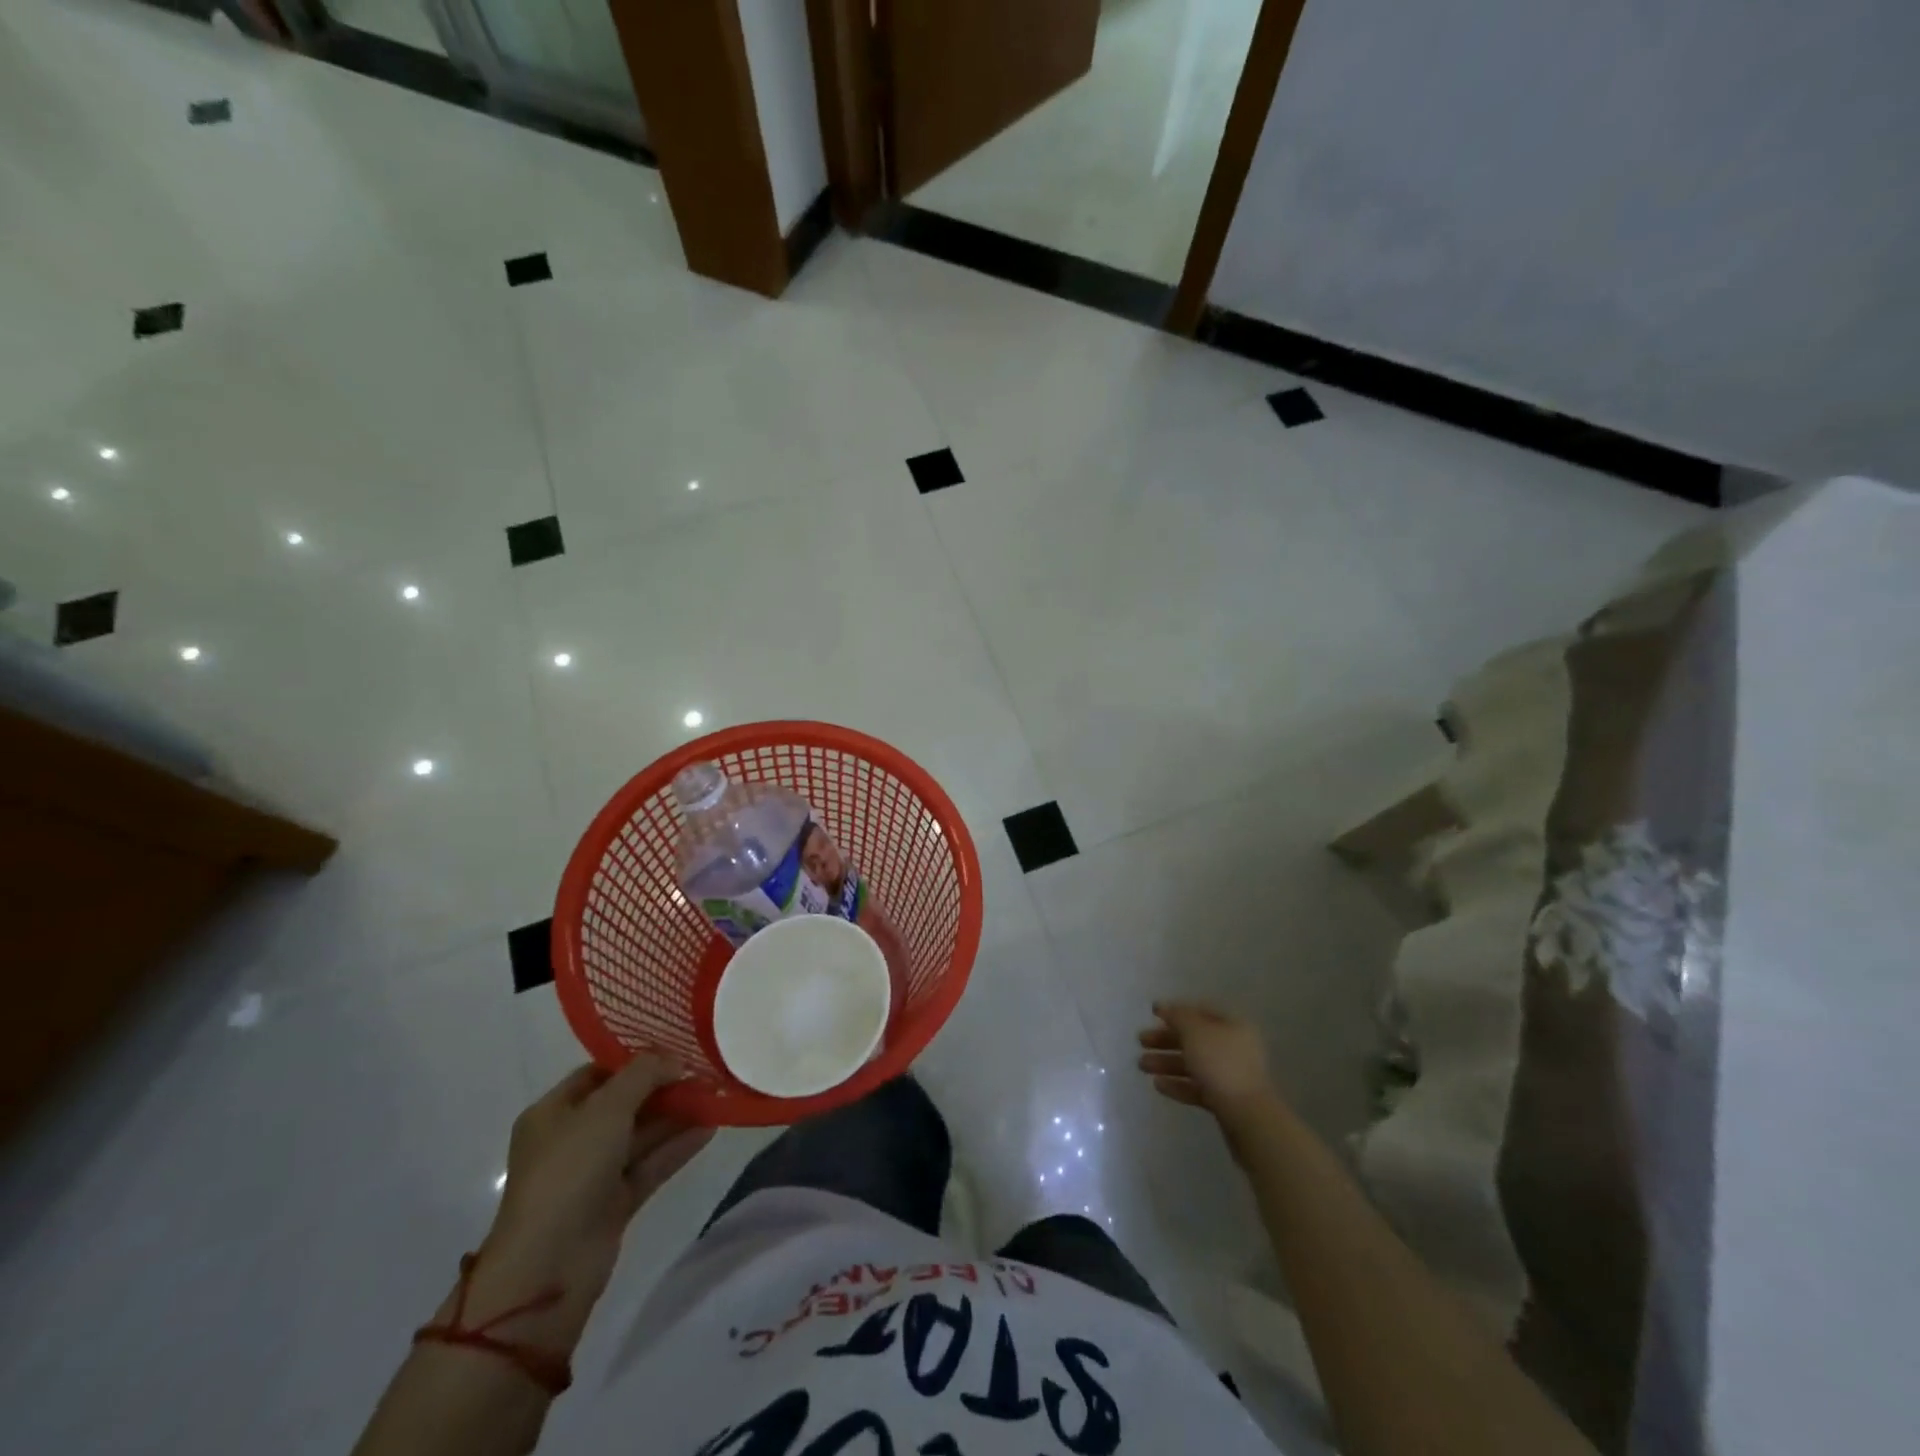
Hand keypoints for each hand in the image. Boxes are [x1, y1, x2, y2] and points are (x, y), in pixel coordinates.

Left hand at [471, 1058, 712, 1353]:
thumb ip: (644, 1074)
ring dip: (676, 1116)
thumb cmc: (569, 1171)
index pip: (598, 1072)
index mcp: (553, 1112)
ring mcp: (593, 1173)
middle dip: (663, 1087)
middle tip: (704, 1069)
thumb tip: (675, 1060)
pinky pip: (650, 1164)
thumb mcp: (607, 1108)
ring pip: (642, 1134)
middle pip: (624, 1103)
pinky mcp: (614, 1202)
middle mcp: (571, 1139)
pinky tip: (711, 1128)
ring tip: (715, 1095)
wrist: (549, 1266)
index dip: (635, 1058)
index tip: (676, 1047)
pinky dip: (677, 1147)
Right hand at [1137, 1001, 1275, 1123]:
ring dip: (1167, 1063)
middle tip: (1141, 1041)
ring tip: (1142, 1066)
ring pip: (1194, 1064)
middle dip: (1166, 1040)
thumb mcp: (1195, 1032)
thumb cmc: (1220, 1064)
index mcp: (1233, 1026)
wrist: (1247, 1117)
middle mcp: (1234, 1047)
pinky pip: (1197, 1087)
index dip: (1176, 1010)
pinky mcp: (1226, 1101)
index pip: (1201, 1011)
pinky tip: (1158, 1085)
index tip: (1152, 1014)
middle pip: (1195, 1039)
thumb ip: (1178, 1016)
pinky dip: (1178, 1084)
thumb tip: (1165, 1007)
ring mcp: (1231, 1076)